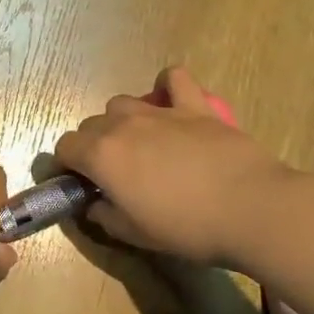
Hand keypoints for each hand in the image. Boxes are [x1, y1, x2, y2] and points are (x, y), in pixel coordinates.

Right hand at [55, 68, 290, 265]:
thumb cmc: (186, 228)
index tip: (79, 183)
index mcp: (101, 156)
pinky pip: (174, 79)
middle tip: (113, 173)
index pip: (64, 147)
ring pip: (123, 103)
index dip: (67, 165)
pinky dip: (167, 86)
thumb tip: (95, 205)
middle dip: (93, 145)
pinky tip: (171, 102)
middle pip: (91, 124)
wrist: (249, 208)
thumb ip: (105, 216)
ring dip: (121, 121)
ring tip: (140, 143)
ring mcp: (159, 111)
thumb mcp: (135, 234)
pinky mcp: (194, 106)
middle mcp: (122, 125)